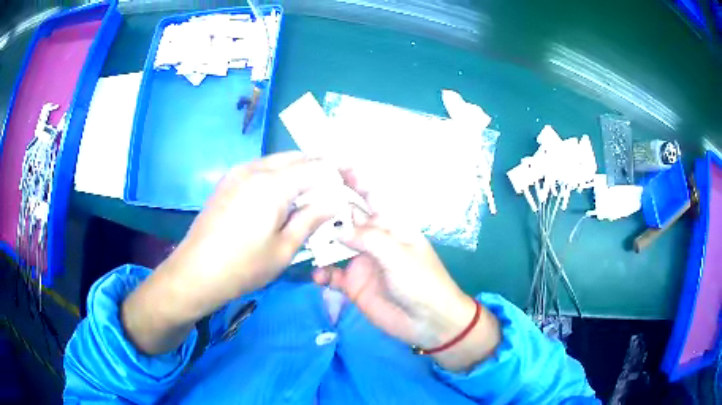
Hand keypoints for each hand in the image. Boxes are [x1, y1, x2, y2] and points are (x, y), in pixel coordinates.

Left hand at [122, 152, 340, 353]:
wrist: (196, 272)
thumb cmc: (243, 267)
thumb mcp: (284, 249)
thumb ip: (311, 219)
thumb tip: (335, 202)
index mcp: (272, 184)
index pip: (316, 167)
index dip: (338, 175)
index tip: (351, 186)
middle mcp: (256, 168)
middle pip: (298, 157)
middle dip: (321, 167)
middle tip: (337, 185)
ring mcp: (239, 171)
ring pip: (280, 160)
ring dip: (301, 169)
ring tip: (315, 189)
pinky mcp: (229, 180)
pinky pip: (263, 168)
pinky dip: (281, 174)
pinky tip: (286, 193)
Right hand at [312, 170, 500, 370]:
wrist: (427, 322)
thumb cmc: (421, 282)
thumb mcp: (399, 255)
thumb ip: (368, 238)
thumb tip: (337, 227)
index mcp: (389, 224)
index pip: (370, 194)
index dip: (353, 178)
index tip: (330, 164)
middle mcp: (372, 238)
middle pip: (346, 216)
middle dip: (326, 207)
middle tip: (299, 200)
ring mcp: (361, 260)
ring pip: (334, 243)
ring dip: (318, 240)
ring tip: (300, 238)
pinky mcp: (353, 283)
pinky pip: (331, 274)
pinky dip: (321, 273)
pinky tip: (316, 276)